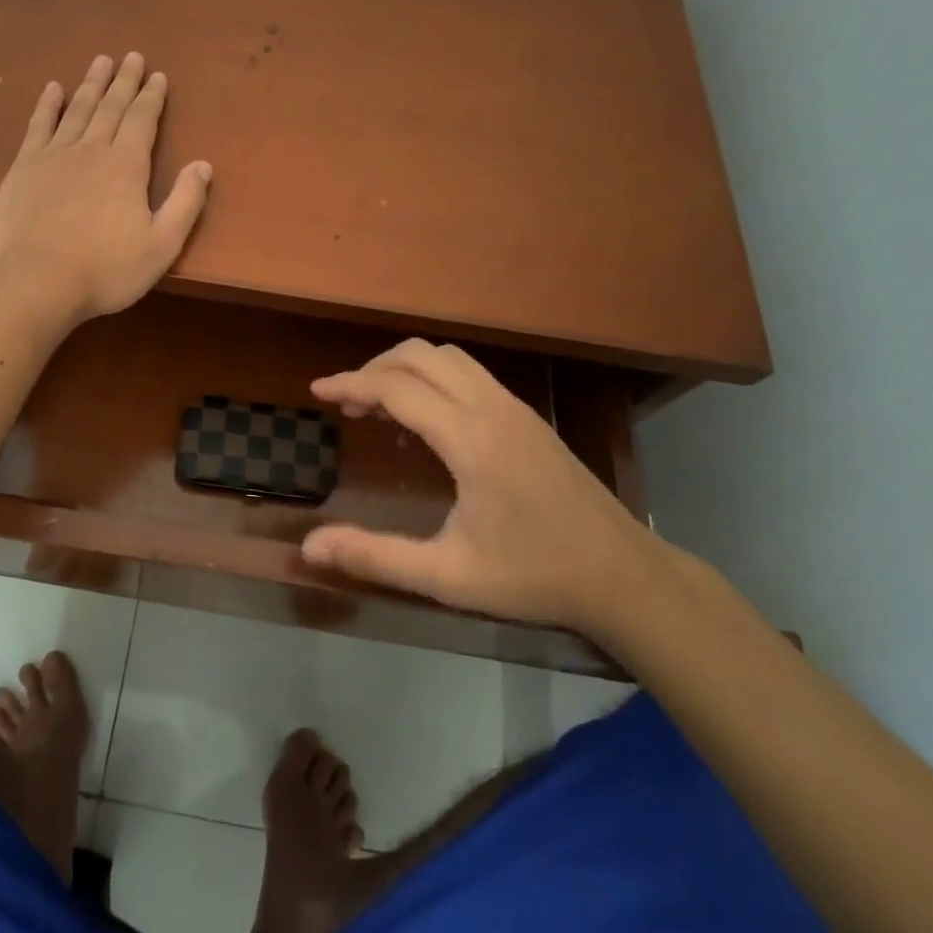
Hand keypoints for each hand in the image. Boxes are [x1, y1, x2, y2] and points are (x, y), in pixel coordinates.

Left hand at [0, 53, 212, 324]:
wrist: (37, 282)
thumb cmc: (105, 270)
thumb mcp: (161, 245)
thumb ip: (185, 203)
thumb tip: (203, 165)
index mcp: (126, 166)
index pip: (143, 120)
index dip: (152, 97)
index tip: (158, 75)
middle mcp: (91, 149)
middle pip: (111, 106)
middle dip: (124, 81)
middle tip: (132, 56)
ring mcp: (54, 155)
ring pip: (77, 109)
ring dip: (91, 84)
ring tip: (100, 61)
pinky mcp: (23, 168)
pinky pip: (38, 126)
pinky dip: (47, 105)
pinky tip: (53, 88)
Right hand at [301, 341, 659, 628]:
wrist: (623, 576)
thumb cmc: (533, 576)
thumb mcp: (448, 576)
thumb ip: (376, 557)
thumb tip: (309, 549)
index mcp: (470, 439)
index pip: (397, 388)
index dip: (351, 383)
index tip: (316, 391)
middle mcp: (491, 408)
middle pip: (421, 355)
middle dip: (375, 368)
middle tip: (347, 403)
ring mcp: (514, 407)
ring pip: (448, 357)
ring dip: (406, 367)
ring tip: (380, 404)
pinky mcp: (527, 416)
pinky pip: (468, 372)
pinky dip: (433, 376)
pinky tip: (425, 417)